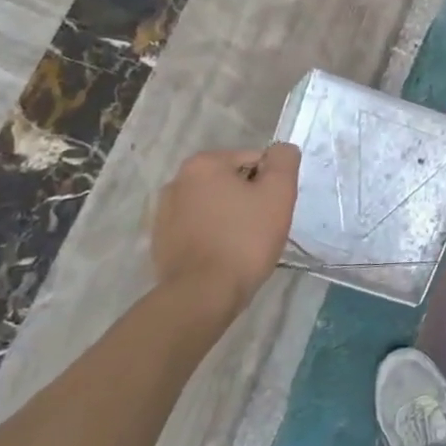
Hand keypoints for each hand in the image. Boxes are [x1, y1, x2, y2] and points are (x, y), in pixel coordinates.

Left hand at [151, 145, 299, 313]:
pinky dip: (213, 236)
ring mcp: (163, 213)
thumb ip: (284, 160)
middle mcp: (177, 181)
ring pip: (215, 206)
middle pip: (232, 182)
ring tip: (242, 245)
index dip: (271, 184)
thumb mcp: (278, 192)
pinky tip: (223, 256)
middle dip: (249, 199)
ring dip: (231, 217)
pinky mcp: (161, 242)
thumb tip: (281, 150)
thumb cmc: (244, 239)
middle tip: (261, 227)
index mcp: (203, 164)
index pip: (254, 160)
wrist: (202, 295)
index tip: (273, 210)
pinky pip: (199, 228)